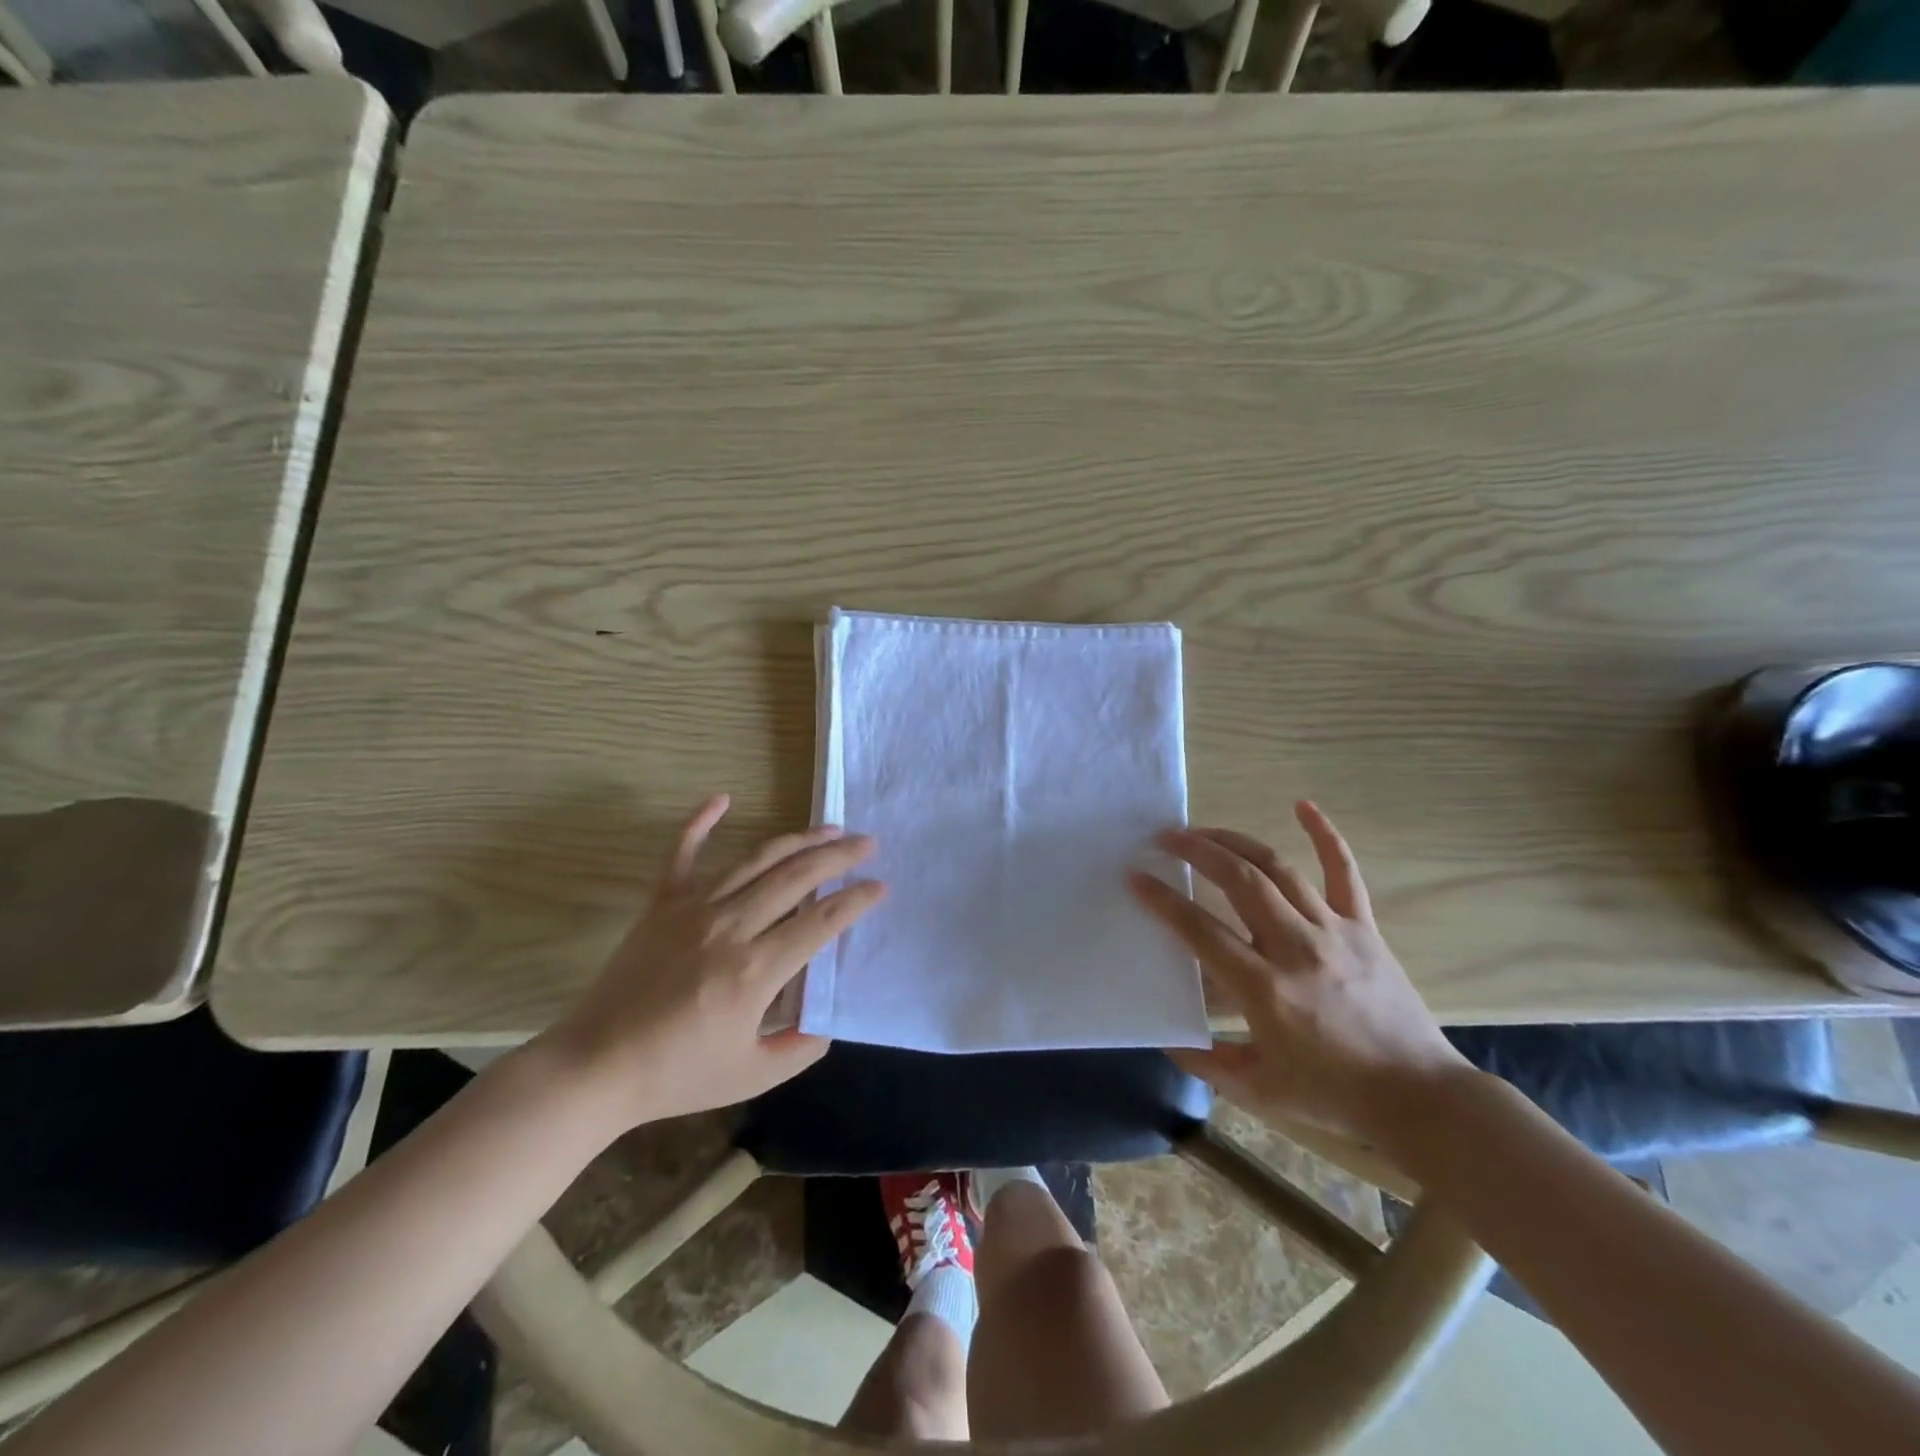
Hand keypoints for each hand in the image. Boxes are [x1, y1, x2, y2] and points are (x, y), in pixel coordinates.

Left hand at [541, 794, 885, 1127]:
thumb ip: (799, 1049)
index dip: (857, 900)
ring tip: (829, 828)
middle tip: (867, 844)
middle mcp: (730, 927)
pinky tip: (722, 798)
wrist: (595, 1068)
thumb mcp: (751, 1076)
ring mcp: (693, 909)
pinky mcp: (661, 904)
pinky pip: (682, 853)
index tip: (881, 887)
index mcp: (755, 970)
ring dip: (798, 840)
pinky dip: (700, 822)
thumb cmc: (676, 1075)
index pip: (822, 921)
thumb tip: (826, 1021)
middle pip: (796, 877)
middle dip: (839, 856)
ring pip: (756, 860)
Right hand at [1130, 801, 1468, 1149]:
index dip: (1163, 901)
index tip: (1136, 877)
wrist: (1421, 1098)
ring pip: (1278, 869)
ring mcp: (1333, 931)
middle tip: (1165, 838)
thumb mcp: (1259, 1091)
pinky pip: (1345, 872)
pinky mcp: (1363, 928)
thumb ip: (1207, 1063)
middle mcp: (1296, 948)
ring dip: (1236, 842)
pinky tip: (1303, 805)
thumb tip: (1167, 1036)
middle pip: (1240, 881)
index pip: (1201, 931)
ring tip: (1204, 831)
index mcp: (1265, 989)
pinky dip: (1325, 835)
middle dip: (1197, 852)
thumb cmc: (1335, 1096)